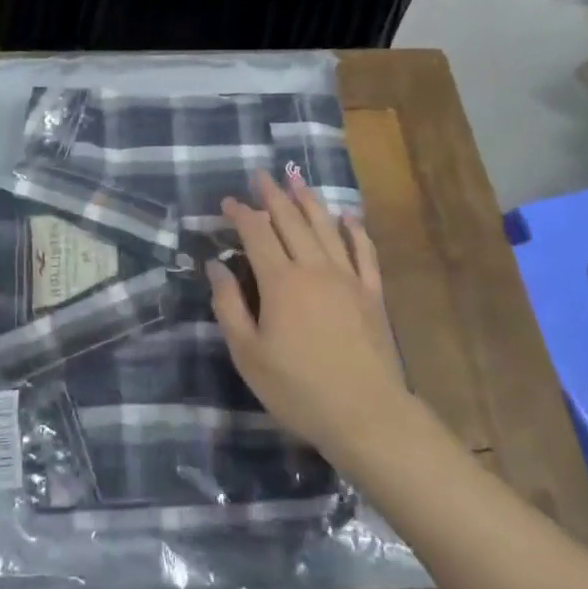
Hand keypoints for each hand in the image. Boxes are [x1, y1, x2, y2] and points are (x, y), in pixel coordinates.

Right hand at [208, 169, 410, 462]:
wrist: (365, 413)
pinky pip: (364, 251)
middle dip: (273, 196)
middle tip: (261, 175)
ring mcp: (348, 277)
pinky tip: (348, 217)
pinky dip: (354, 230)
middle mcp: (314, 268)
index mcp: (280, 281)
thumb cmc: (297, 388)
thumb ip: (229, 306)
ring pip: (326, 227)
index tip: (228, 201)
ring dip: (309, 201)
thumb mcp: (248, 354)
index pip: (256, 234)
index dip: (241, 214)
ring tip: (297, 179)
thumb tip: (215, 266)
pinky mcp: (372, 293)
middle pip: (291, 221)